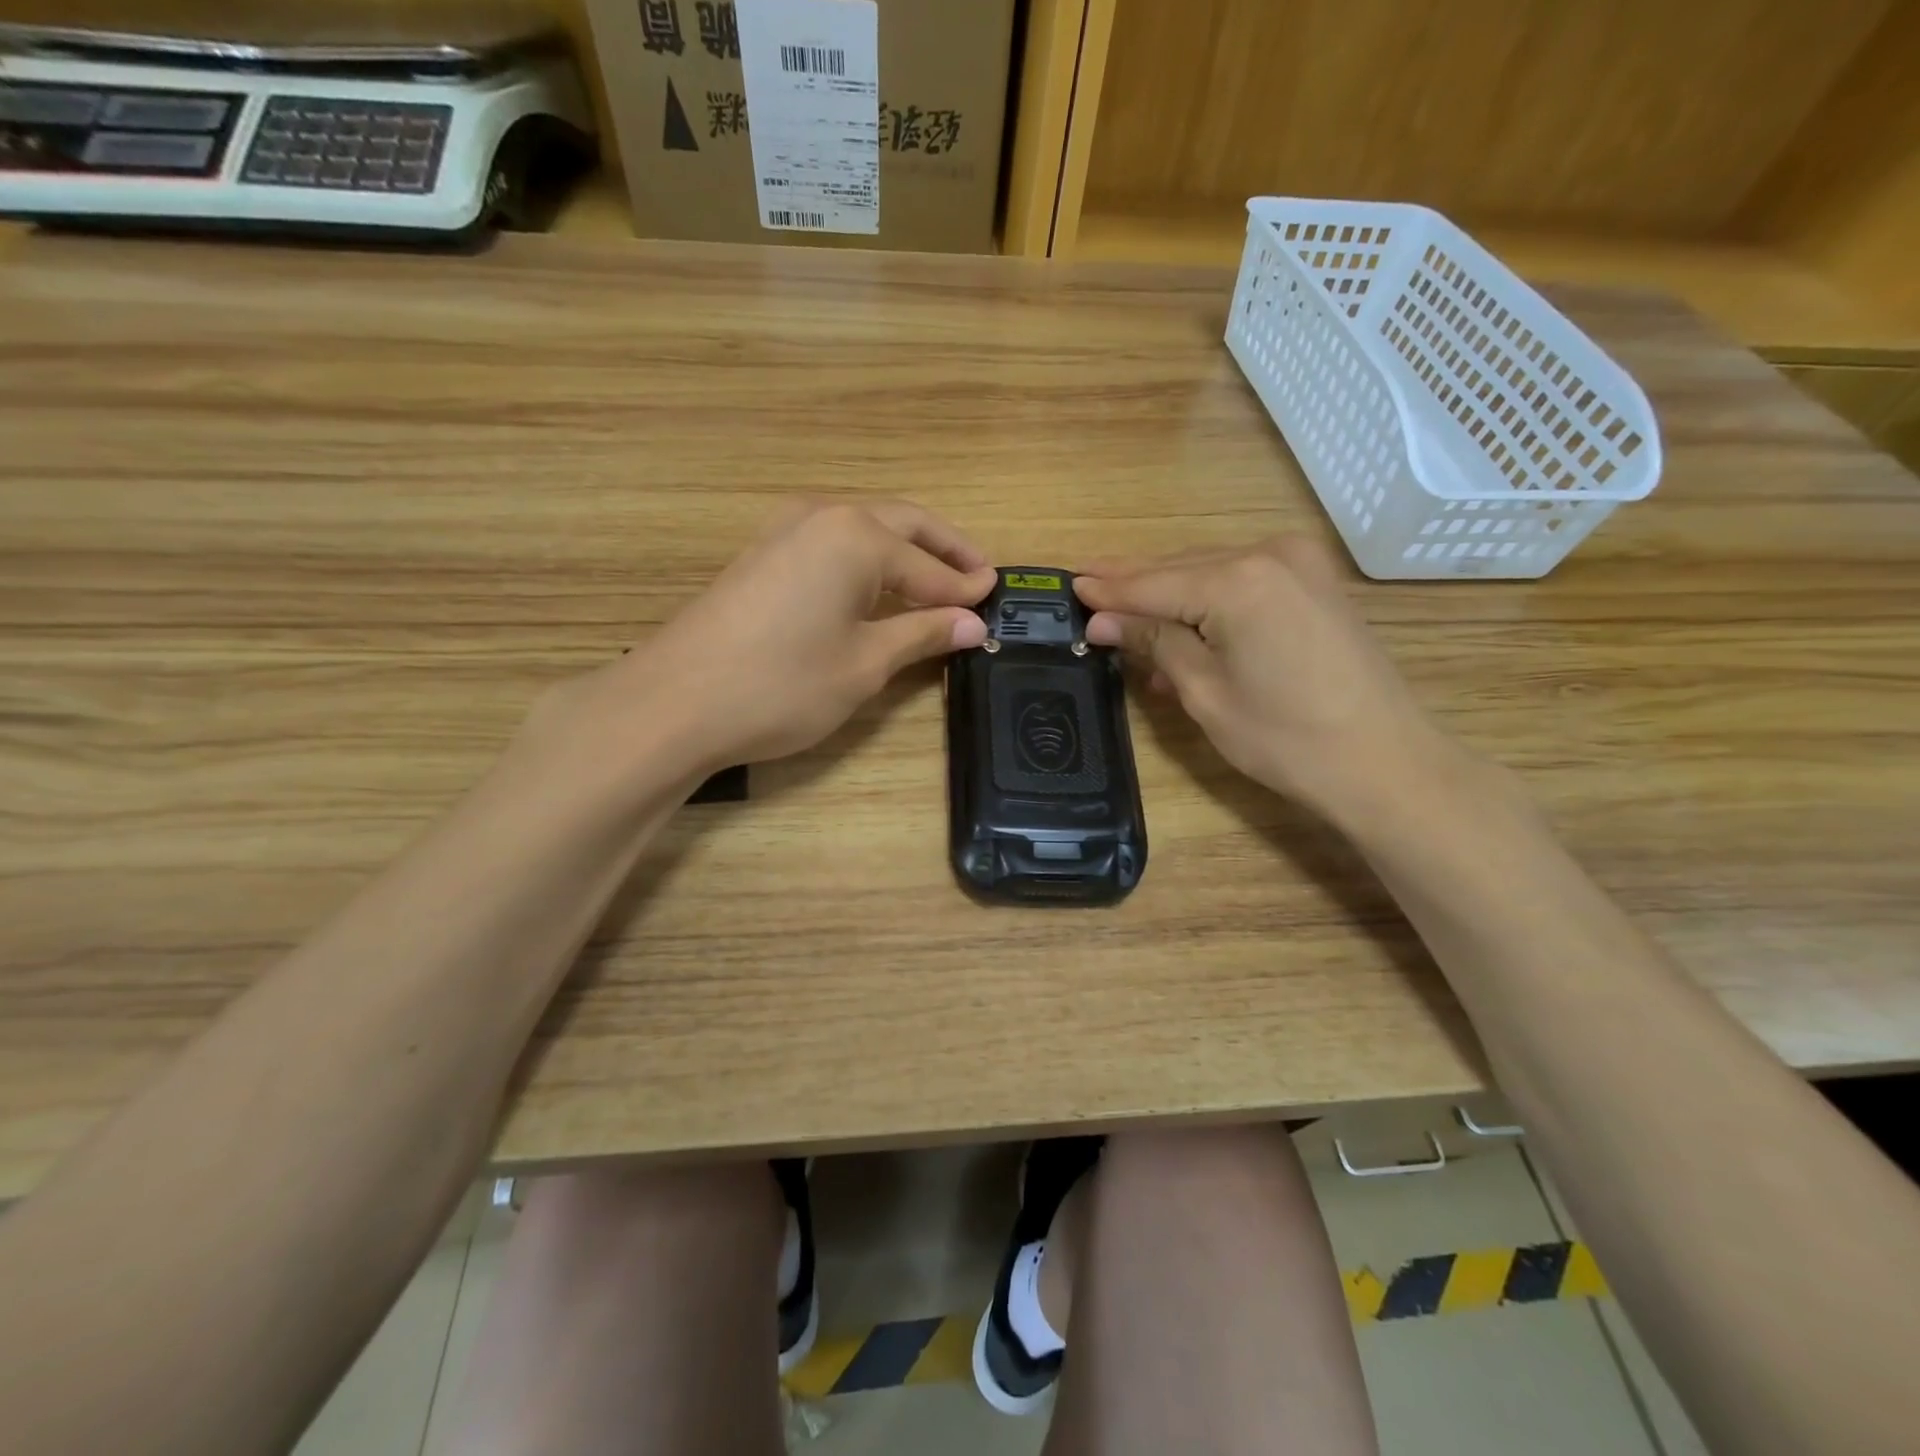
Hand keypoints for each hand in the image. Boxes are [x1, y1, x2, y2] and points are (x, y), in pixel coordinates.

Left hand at [553, 500, 994, 775]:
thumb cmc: (782, 685)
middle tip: (978, 576)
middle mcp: (824, 517)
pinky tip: (877, 590)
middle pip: (901, 525)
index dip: (964, 588)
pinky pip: (832, 545)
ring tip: (935, 585)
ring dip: (905, 552)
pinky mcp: (762, 555)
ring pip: (864, 530)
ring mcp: (785, 531)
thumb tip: (973, 623)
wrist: (674, 702)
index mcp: (857, 536)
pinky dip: (867, 561)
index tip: (996, 599)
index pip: (929, 567)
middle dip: (944, 550)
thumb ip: (922, 634)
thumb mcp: (864, 664)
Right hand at [1076, 537, 1459, 822]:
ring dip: (1169, 596)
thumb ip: (1154, 642)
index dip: (1108, 590)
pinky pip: (1243, 583)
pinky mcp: (1315, 584)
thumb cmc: (1285, 738)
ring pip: (1211, 572)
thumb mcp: (1204, 692)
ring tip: (1124, 616)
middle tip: (1088, 588)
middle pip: (1181, 568)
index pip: (1152, 583)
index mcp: (1238, 580)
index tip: (1069, 585)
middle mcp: (1269, 555)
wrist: (1384, 762)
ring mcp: (1299, 565)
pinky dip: (1207, 602)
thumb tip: (1103, 621)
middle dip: (1134, 584)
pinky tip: (1180, 629)